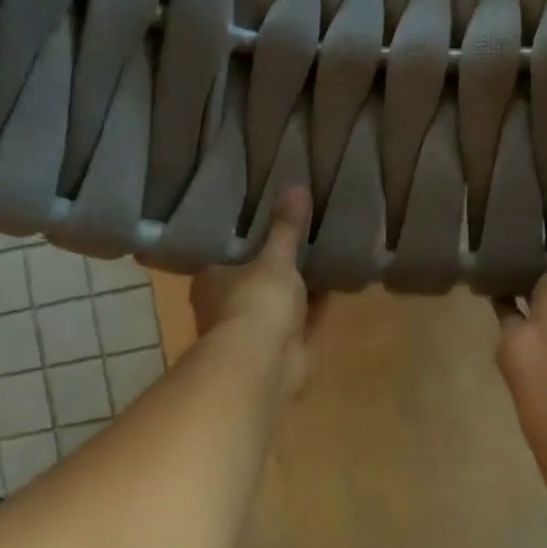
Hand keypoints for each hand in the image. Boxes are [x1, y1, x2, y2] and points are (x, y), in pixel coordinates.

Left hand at [190, 188, 322, 399]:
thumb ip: (286, 227)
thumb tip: (295, 185)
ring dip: (297, 287)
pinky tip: (334, 286)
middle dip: (276, 264)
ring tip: (322, 255)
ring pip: (278, 301)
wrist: (264, 363)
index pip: (227, 253)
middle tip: (303, 235)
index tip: (270, 220)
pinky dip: (313, 307)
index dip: (248, 239)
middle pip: (254, 278)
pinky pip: (300, 319)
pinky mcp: (281, 348)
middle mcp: (226, 305)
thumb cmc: (256, 302)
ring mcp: (253, 330)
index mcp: (212, 279)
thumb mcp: (275, 258)